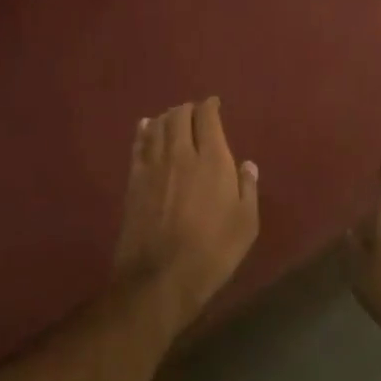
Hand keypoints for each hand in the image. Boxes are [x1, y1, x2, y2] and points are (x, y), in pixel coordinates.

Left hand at [112, 98, 259, 328]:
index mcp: (213, 160)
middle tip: (196, 112)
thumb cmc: (213, 252)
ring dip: (167, 116)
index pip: (207, 118)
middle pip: (180, 116)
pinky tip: (145, 126)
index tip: (214, 104)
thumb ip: (247, 188)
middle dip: (188, 109)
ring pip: (158, 126)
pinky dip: (144, 130)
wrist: (160, 277)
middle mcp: (181, 154)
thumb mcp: (245, 224)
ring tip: (174, 117)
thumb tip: (246, 164)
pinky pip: (139, 145)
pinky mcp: (134, 180)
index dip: (210, 106)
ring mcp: (153, 166)